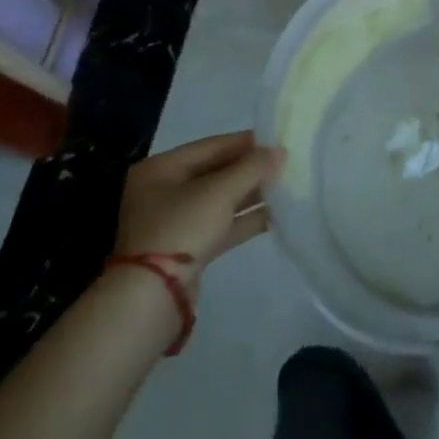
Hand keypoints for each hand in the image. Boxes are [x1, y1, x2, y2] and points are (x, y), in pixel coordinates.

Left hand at [114, 131, 282, 281]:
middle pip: (215, 173)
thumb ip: (252, 167)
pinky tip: (274, 215)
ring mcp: (174, 223)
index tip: (276, 141)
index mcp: (161, 169)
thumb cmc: (182, 227)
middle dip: (249, 170)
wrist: (154, 297)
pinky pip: (219, 226)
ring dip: (250, 194)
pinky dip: (243, 220)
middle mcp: (163, 192)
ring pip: (219, 200)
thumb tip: (279, 152)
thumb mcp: (220, 191)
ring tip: (285, 187)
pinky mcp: (186, 250)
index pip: (210, 146)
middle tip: (283, 164)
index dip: (245, 142)